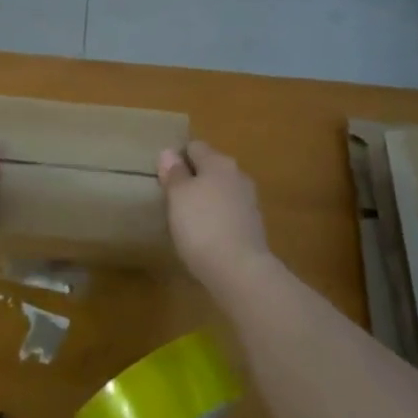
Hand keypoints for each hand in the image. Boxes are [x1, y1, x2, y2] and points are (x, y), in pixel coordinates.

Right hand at [157, 140, 268, 286]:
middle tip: (172, 197)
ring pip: (221, 191)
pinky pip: (229, 213)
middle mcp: (237, 175)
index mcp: (218, 162)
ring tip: (187, 218)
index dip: (178, 157)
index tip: (163, 175)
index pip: (195, 147)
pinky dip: (217, 218)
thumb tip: (169, 152)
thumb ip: (174, 173)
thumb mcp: (178, 196)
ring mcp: (249, 201)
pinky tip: (205, 235)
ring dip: (206, 199)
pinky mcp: (254, 226)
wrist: (240, 270)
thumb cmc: (202, 225)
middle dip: (193, 178)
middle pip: (210, 168)